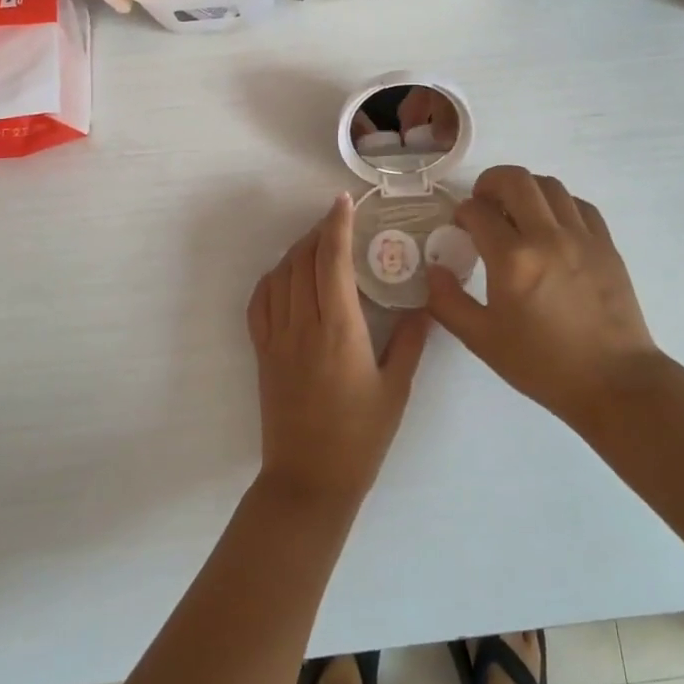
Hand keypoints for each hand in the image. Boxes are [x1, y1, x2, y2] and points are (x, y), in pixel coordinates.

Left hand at [246, 194, 429, 511]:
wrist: (309, 481)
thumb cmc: (360, 438)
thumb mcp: (396, 389)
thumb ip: (411, 341)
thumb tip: (424, 304)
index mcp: (339, 331)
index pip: (331, 262)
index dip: (336, 225)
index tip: (344, 202)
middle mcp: (303, 326)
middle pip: (302, 260)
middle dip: (318, 231)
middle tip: (338, 220)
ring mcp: (276, 339)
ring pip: (279, 276)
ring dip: (296, 251)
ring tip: (317, 242)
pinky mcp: (262, 353)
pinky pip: (259, 303)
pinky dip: (272, 278)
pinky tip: (286, 275)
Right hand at [425, 166, 662, 427]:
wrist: (613, 381)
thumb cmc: (542, 364)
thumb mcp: (482, 340)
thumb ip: (447, 301)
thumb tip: (435, 268)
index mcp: (513, 260)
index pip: (477, 211)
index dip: (462, 213)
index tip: (460, 227)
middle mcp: (548, 236)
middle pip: (515, 180)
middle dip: (490, 182)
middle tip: (482, 203)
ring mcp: (582, 237)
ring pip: (550, 185)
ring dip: (525, 190)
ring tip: (516, 212)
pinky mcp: (606, 244)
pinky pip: (579, 205)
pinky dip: (558, 204)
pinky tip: (551, 226)